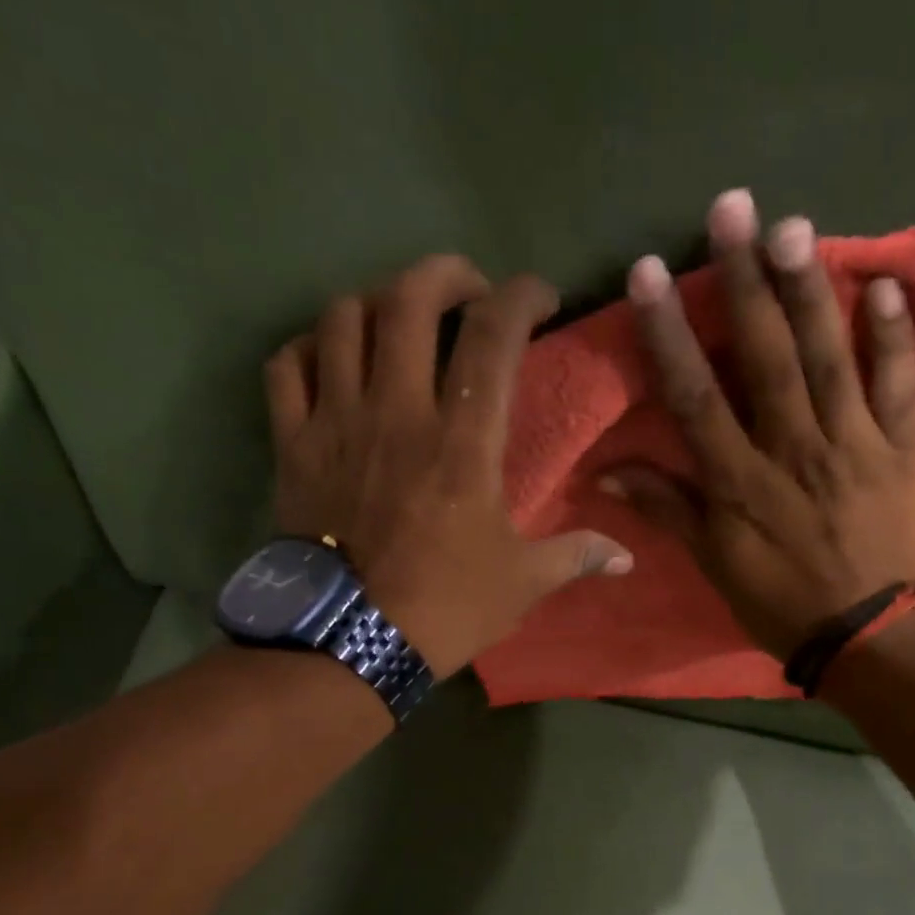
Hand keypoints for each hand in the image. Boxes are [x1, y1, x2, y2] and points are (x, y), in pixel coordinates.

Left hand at [266, 254, 631, 677]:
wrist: (351, 642)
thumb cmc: (445, 607)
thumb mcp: (523, 583)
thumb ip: (577, 556)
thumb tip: (627, 557)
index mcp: (463, 441)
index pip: (494, 335)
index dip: (522, 296)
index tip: (539, 298)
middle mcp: (398, 411)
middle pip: (410, 299)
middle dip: (445, 273)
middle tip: (467, 289)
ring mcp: (337, 422)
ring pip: (343, 319)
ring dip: (375, 301)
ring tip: (397, 319)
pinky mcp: (293, 444)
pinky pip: (286, 365)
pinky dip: (308, 346)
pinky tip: (330, 356)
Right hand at [600, 189, 914, 659]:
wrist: (875, 638)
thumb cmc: (785, 605)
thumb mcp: (716, 567)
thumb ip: (669, 512)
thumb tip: (609, 476)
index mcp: (742, 480)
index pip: (697, 394)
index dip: (671, 331)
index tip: (650, 274)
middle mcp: (795, 447)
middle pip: (767, 355)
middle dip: (745, 282)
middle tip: (733, 210)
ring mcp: (856, 443)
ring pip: (830, 355)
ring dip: (811, 289)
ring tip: (794, 227)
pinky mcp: (904, 449)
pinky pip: (900, 384)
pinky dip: (892, 336)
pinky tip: (882, 286)